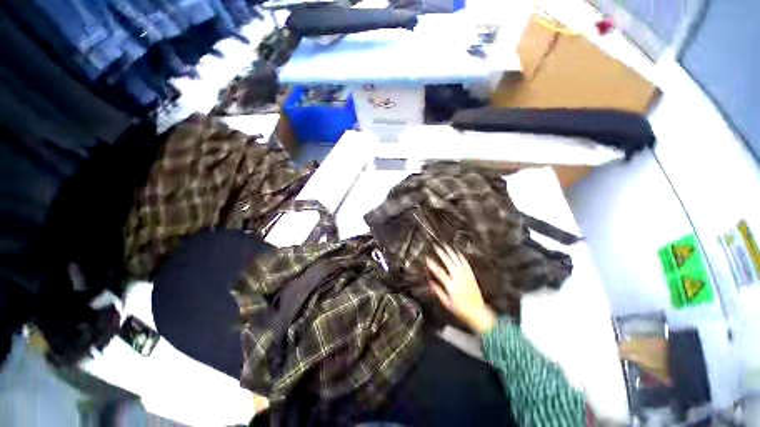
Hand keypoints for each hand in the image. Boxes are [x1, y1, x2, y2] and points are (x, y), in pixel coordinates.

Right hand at [426, 246, 496, 334]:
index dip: (432, 264)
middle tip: (436, 246)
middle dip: (441, 253)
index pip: (439, 271)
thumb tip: (430, 282)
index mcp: (450, 285)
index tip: (427, 258)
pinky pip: (466, 263)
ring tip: (446, 245)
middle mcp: (458, 278)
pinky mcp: (471, 275)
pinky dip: (461, 257)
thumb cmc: (461, 310)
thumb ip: (438, 290)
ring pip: (457, 260)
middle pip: (448, 262)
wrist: (477, 312)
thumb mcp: (446, 303)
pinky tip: (457, 252)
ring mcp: (466, 275)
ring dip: (451, 252)